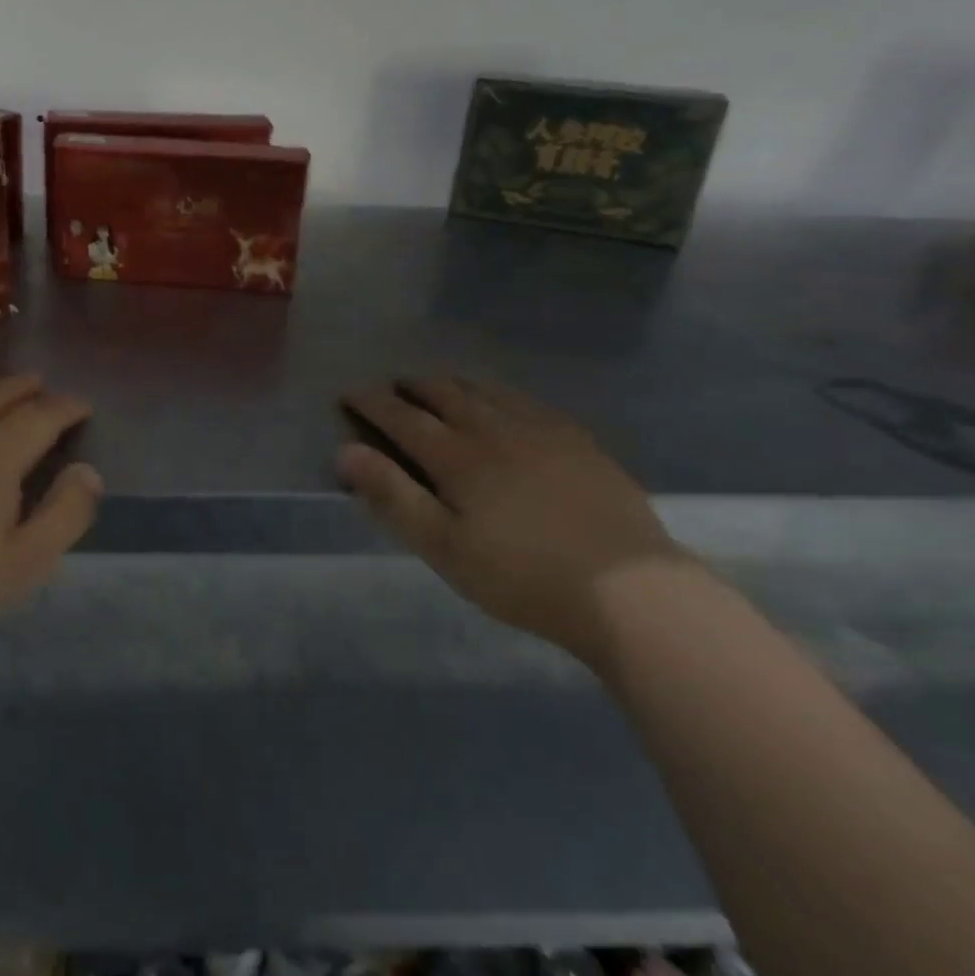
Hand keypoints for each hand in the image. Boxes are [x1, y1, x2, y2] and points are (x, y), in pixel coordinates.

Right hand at [338, 376, 679, 661]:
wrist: (630, 591)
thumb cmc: (522, 576)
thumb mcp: (444, 547)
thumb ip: (392, 496)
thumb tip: (344, 452)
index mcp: (457, 456)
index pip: (401, 416)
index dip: (371, 402)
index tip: (349, 393)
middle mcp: (494, 429)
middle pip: (444, 393)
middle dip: (411, 386)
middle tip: (394, 387)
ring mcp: (541, 430)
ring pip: (486, 391)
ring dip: (454, 385)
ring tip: (441, 388)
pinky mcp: (578, 441)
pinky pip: (527, 402)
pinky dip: (499, 395)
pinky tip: (504, 406)